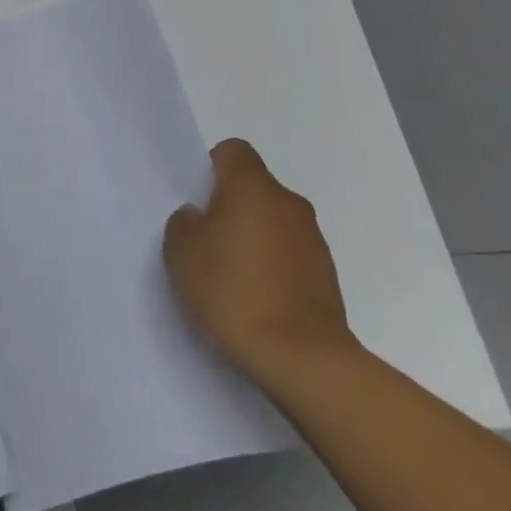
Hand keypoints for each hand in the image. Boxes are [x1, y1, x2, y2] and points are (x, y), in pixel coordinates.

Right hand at [162, 139, 354, 382]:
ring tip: (231, 275)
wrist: (302, 359)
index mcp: (251, 187)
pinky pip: (290, 252)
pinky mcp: (328, 274)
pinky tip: (256, 297)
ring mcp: (313, 238)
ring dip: (254, 235)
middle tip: (206, 239)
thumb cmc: (232, 292)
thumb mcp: (181, 254)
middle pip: (253, 186)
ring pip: (273, 220)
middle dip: (230, 205)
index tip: (197, 199)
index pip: (232, 151)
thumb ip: (184, 223)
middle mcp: (288, 202)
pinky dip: (274, 264)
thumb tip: (198, 216)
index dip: (211, 168)